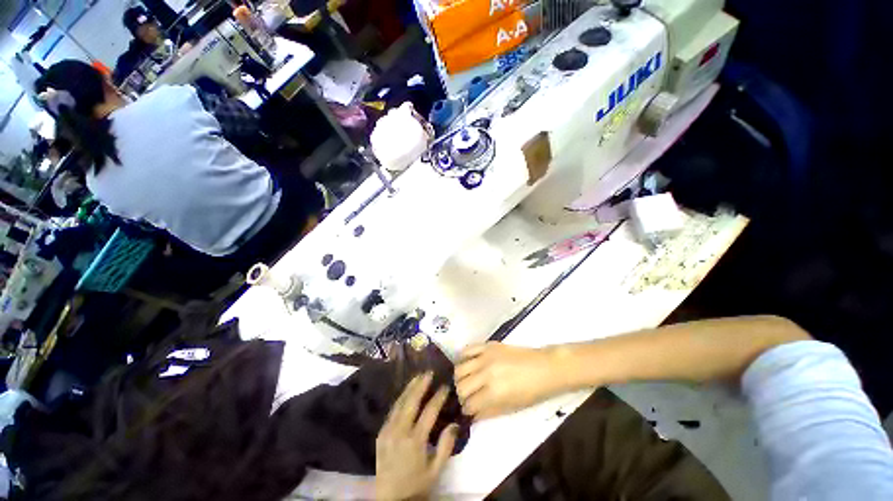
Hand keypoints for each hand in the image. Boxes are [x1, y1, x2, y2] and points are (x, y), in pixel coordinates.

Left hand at [376, 372, 457, 499]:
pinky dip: (400, 398)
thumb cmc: (416, 485)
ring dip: (410, 388)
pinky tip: (406, 392)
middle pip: (411, 401)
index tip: (446, 386)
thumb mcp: (436, 470)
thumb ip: (446, 446)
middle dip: (421, 384)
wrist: (390, 499)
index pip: (429, 411)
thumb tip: (455, 423)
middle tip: (429, 372)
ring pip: (399, 403)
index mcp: (415, 441)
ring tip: (418, 376)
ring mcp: (388, 431)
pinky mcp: (381, 433)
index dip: (438, 397)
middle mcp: (400, 432)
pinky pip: (392, 410)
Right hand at [455, 343, 565, 419]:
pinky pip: (468, 349)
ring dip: (460, 378)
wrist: (544, 368)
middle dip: (461, 395)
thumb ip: (488, 412)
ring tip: (466, 380)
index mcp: (493, 393)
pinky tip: (466, 363)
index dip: (467, 410)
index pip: (469, 404)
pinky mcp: (488, 345)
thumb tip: (471, 415)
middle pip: (461, 386)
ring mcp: (486, 357)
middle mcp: (486, 374)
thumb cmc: (531, 392)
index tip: (468, 410)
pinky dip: (463, 357)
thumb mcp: (511, 408)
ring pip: (460, 368)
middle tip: (467, 397)